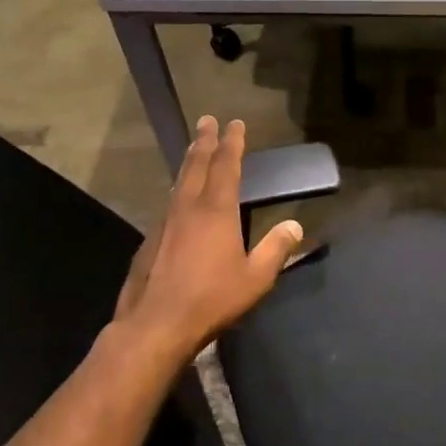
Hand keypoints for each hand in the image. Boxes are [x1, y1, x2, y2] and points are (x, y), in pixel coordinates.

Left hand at [113, 117, 302, 359]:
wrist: (156, 324)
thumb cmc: (212, 299)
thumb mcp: (256, 278)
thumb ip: (276, 249)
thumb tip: (295, 225)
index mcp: (216, 210)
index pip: (226, 166)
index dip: (232, 143)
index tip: (235, 123)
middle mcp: (188, 208)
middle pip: (196, 165)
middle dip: (204, 141)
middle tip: (207, 120)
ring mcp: (165, 223)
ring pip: (179, 182)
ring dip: (189, 162)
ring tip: (193, 151)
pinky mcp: (150, 240)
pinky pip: (168, 205)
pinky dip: (177, 191)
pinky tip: (178, 200)